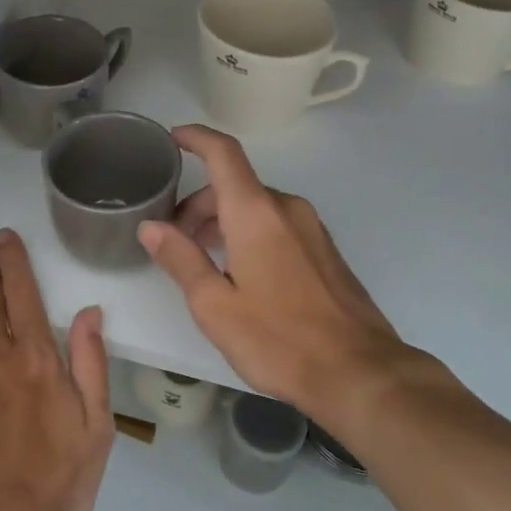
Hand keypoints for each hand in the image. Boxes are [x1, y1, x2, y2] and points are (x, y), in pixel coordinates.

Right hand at [138, 125, 439, 421]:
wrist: (359, 373)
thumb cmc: (279, 339)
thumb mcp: (215, 305)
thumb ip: (180, 259)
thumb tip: (150, 227)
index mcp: (256, 213)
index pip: (223, 154)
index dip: (195, 137)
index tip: (172, 138)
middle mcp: (286, 208)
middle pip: (234, 186)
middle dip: (198, 204)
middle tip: (174, 239)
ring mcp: (311, 227)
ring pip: (256, 206)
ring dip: (223, 221)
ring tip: (203, 260)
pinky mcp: (324, 249)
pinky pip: (277, 224)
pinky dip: (249, 232)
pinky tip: (241, 272)